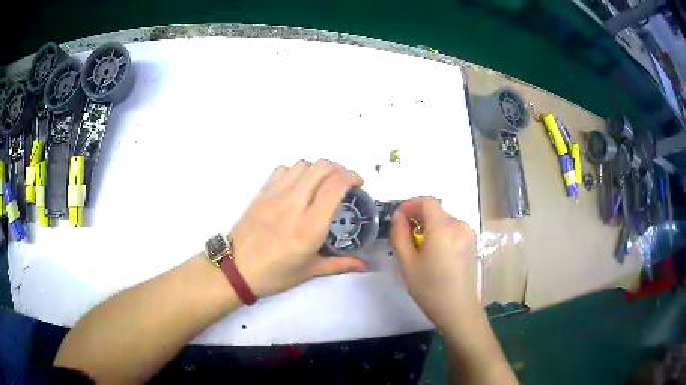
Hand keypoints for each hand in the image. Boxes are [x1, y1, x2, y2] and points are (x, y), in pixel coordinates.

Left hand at [230, 159, 366, 298]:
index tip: (358, 184)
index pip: (335, 185)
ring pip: (303, 164)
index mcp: (311, 225)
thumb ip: (341, 264)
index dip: (351, 177)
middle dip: (339, 169)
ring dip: (317, 170)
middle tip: (343, 183)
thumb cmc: (275, 274)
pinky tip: (297, 187)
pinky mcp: (262, 192)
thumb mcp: (310, 271)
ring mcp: (276, 194)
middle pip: (322, 167)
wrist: (236, 269)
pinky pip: (283, 170)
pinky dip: (296, 172)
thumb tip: (365, 265)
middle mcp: (295, 203)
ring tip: (321, 184)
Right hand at [390, 196, 479, 326]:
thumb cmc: (430, 288)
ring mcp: (468, 234)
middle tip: (404, 237)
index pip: (427, 201)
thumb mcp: (407, 263)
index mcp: (443, 228)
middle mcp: (459, 225)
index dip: (410, 204)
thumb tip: (398, 216)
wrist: (458, 309)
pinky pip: (452, 230)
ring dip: (429, 226)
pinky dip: (440, 234)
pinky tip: (434, 254)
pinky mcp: (472, 243)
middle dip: (418, 218)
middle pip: (435, 211)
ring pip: (443, 220)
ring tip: (419, 249)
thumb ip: (399, 234)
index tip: (398, 219)